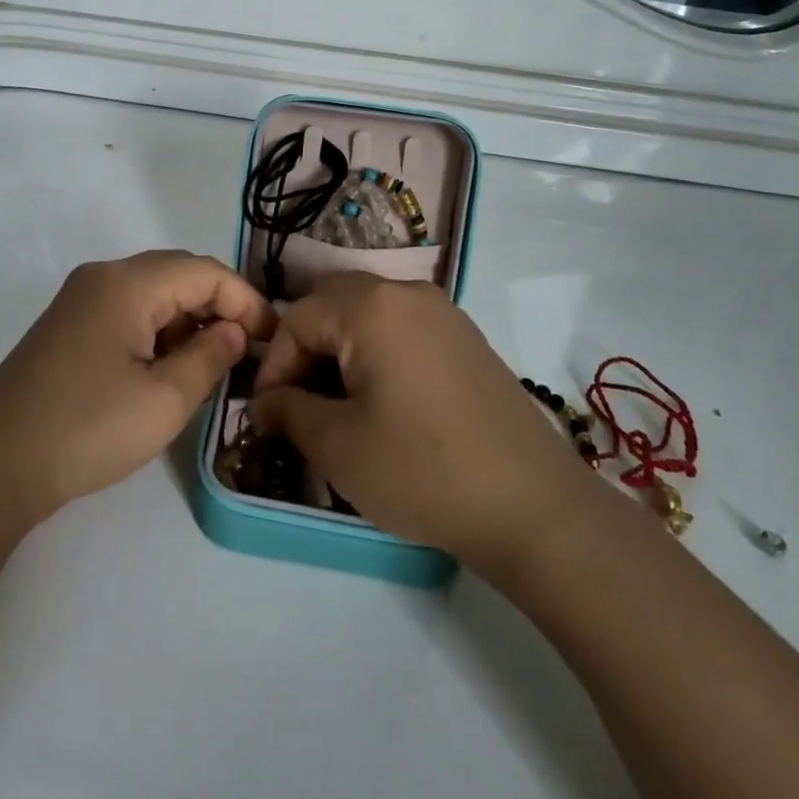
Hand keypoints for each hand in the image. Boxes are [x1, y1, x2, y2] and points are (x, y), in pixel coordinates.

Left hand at [0, 251, 277, 527]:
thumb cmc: (87, 430)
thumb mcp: (165, 401)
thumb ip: (210, 357)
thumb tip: (234, 331)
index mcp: (127, 283)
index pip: (205, 272)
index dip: (246, 301)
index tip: (272, 340)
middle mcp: (102, 276)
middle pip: (178, 274)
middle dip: (219, 305)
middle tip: (247, 349)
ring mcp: (80, 298)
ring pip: (153, 292)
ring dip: (188, 318)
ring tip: (212, 362)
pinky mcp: (68, 324)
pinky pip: (128, 309)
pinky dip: (158, 329)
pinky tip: (168, 366)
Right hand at [252, 274, 580, 570]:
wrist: (533, 506)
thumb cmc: (422, 470)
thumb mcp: (337, 446)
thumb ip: (288, 411)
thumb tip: (265, 402)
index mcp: (371, 307)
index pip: (297, 319)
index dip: (274, 365)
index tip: (267, 413)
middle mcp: (407, 292)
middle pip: (332, 303)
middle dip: (305, 348)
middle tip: (298, 400)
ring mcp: (443, 313)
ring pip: (368, 312)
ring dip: (340, 348)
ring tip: (336, 404)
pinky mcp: (466, 338)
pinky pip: (402, 327)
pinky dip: (376, 351)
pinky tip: (382, 401)